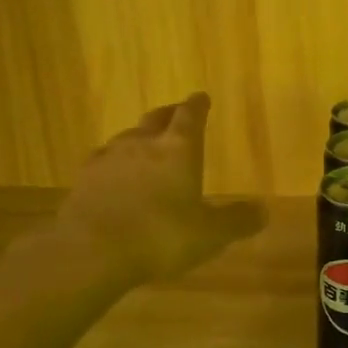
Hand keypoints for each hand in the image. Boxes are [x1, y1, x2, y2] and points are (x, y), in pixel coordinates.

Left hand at [54, 93, 265, 285]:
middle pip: (157, 119)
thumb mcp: (210, 234)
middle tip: (176, 114)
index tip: (201, 98)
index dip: (198, 106)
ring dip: (140, 137)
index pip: (190, 116)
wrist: (92, 250)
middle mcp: (143, 143)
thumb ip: (237, 220)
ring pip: (128, 137)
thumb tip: (263, 210)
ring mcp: (109, 158)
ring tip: (146, 146)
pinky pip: (104, 161)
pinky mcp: (84, 178)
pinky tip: (114, 175)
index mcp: (179, 149)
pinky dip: (115, 164)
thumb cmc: (160, 236)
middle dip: (169, 115)